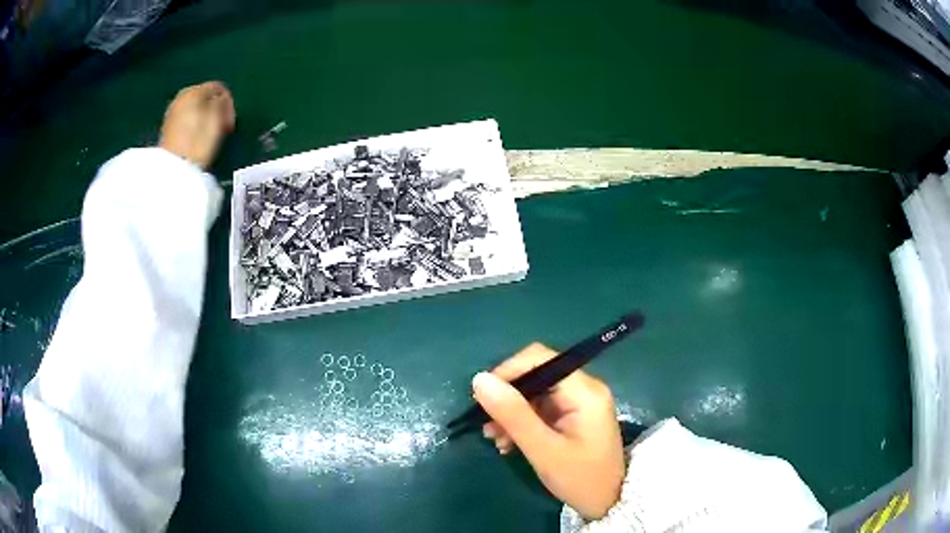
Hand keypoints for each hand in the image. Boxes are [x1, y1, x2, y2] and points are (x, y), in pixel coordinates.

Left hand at [159, 81, 235, 168]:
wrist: (172, 171)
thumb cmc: (197, 143)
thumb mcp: (217, 120)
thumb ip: (221, 104)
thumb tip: (220, 99)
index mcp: (194, 91)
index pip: (218, 88)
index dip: (228, 103)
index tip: (231, 121)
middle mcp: (181, 97)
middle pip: (204, 97)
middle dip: (215, 109)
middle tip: (223, 126)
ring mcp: (172, 113)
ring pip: (195, 108)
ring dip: (205, 118)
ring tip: (211, 134)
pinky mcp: (167, 128)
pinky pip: (186, 119)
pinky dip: (194, 125)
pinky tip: (197, 139)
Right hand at [472, 343, 625, 519]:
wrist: (608, 503)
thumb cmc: (580, 478)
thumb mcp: (543, 450)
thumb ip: (513, 414)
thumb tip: (479, 379)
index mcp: (583, 390)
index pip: (539, 359)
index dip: (507, 372)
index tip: (482, 399)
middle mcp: (584, 388)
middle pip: (536, 375)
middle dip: (507, 397)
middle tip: (486, 425)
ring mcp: (579, 402)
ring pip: (535, 393)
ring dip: (511, 413)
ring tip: (495, 439)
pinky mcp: (574, 416)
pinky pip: (541, 408)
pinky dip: (522, 422)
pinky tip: (509, 442)